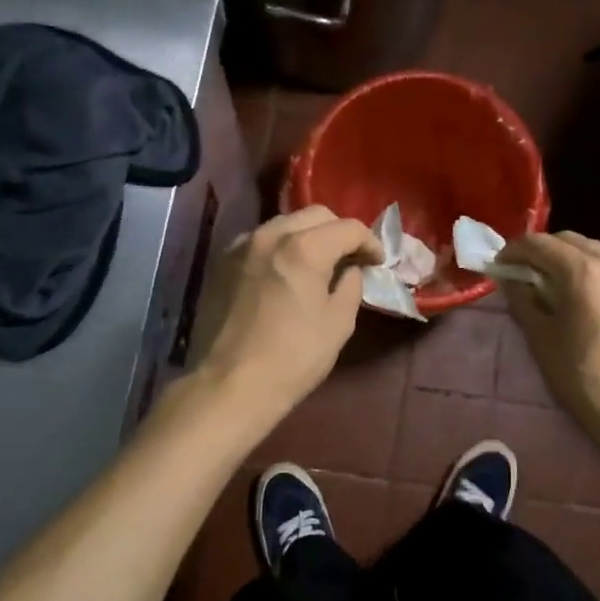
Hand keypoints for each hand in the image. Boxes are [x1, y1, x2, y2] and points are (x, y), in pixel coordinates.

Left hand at [189, 206, 382, 425]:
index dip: (370, 242)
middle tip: (350, 258)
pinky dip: (280, 248)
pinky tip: (284, 273)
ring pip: (284, 224)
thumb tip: (351, 270)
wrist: (229, 385)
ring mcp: (241, 246)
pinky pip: (260, 241)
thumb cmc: (293, 357)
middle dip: (339, 232)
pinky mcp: (221, 262)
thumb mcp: (338, 323)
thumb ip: (351, 286)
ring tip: (317, 264)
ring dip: (307, 236)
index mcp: (304, 247)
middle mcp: (270, 234)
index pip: (348, 228)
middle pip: (315, 215)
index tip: (378, 262)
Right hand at [497, 231, 599, 441]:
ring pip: (593, 252)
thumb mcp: (543, 341)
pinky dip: (590, 272)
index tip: (499, 267)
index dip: (514, 251)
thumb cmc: (586, 380)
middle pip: (569, 241)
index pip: (540, 243)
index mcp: (583, 271)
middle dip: (542, 252)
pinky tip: (582, 300)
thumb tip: (510, 280)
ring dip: (567, 261)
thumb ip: (523, 302)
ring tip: (551, 288)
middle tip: (522, 276)